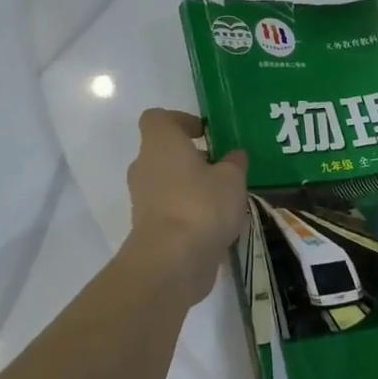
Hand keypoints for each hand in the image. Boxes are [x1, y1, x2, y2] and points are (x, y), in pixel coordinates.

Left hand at [125, 110, 248, 298]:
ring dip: (192, 188)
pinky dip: (189, 213)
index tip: (205, 134)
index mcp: (160, 144)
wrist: (172, 260)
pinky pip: (170, 210)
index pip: (158, 118)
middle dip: (192, 159)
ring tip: (225, 201)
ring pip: (167, 183)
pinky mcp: (147, 229)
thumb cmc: (202, 205)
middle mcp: (144, 167)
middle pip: (164, 153)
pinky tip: (216, 226)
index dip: (181, 120)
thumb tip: (235, 156)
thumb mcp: (232, 179)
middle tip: (222, 170)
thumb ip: (234, 163)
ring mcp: (142, 199)